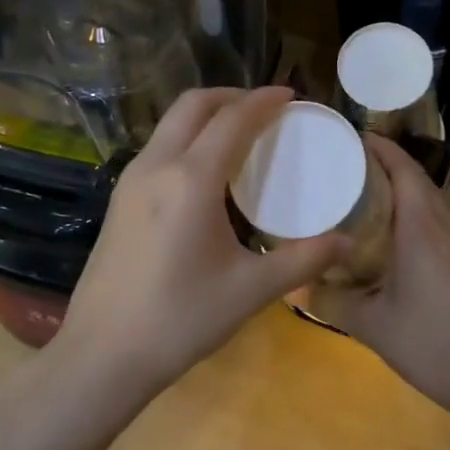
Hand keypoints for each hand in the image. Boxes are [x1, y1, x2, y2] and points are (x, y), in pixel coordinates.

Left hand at [58, 87, 345, 392]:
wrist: (101, 354)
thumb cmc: (180, 319)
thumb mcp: (250, 290)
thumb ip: (303, 261)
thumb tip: (348, 243)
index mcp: (191, 179)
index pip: (233, 119)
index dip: (264, 101)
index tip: (290, 94)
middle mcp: (157, 166)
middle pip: (194, 105)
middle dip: (232, 96)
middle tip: (265, 109)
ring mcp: (131, 181)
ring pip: (170, 124)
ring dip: (206, 115)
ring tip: (239, 135)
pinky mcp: (119, 200)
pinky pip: (159, 148)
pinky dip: (187, 139)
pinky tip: (206, 172)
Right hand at [313, 135, 449, 414]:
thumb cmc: (429, 342)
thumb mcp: (370, 324)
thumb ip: (329, 301)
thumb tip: (293, 285)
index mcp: (421, 228)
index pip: (404, 170)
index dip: (380, 148)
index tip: (351, 137)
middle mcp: (444, 226)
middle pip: (417, 179)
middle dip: (385, 163)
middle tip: (345, 163)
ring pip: (428, 198)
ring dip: (400, 186)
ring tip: (361, 189)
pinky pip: (435, 218)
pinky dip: (410, 209)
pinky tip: (387, 232)